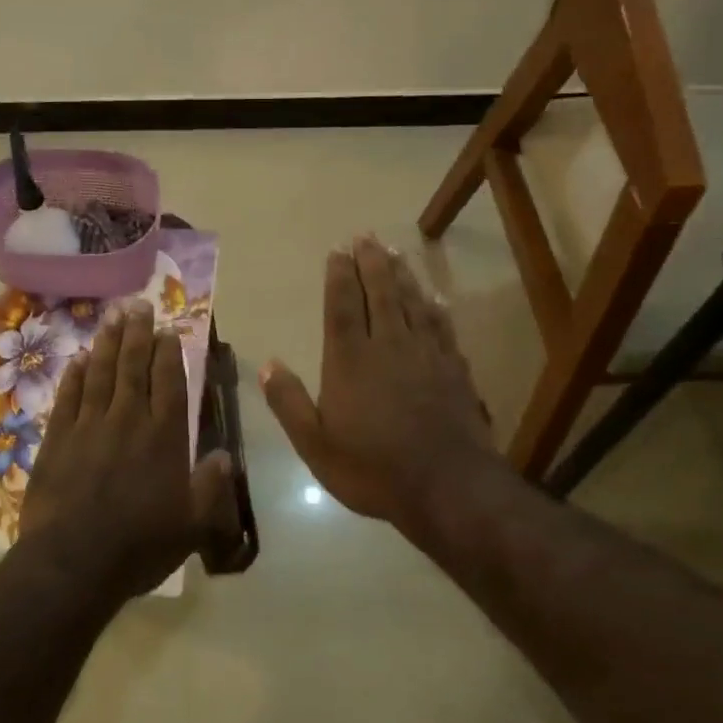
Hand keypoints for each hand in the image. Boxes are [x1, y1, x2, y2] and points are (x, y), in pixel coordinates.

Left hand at [20, 299, 240, 603]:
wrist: (73, 563)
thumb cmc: (140, 545)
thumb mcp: (193, 525)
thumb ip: (211, 487)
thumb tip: (225, 455)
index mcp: (164, 436)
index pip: (169, 382)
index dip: (169, 353)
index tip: (168, 329)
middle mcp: (128, 420)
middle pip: (133, 367)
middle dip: (138, 334)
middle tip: (138, 305)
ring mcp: (89, 426)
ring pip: (100, 374)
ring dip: (107, 344)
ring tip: (112, 317)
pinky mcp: (57, 439)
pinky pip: (68, 397)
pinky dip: (75, 375)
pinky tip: (79, 358)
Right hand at [261, 237, 498, 533]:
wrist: (448, 486)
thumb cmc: (373, 468)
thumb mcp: (315, 444)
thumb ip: (289, 402)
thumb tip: (268, 364)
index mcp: (350, 360)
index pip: (343, 306)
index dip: (340, 276)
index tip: (338, 250)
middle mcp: (388, 345)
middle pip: (380, 293)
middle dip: (371, 262)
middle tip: (366, 236)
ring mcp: (426, 354)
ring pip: (412, 303)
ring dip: (402, 275)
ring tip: (394, 252)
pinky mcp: (454, 369)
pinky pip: (442, 327)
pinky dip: (436, 308)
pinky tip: (435, 298)